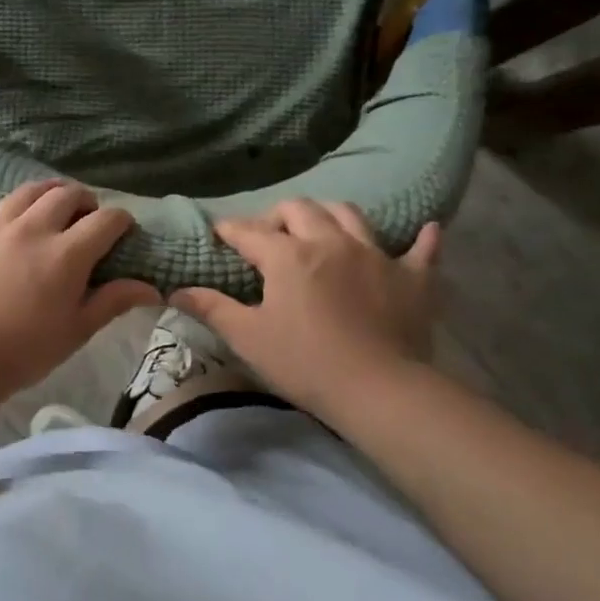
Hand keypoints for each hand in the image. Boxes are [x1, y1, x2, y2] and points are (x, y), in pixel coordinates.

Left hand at [0, 181, 160, 390]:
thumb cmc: (25, 349)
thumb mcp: (77, 330)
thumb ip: (113, 301)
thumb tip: (153, 289)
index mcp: (66, 252)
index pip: (105, 220)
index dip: (121, 221)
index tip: (125, 231)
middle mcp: (32, 229)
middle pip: (64, 195)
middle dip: (83, 199)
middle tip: (88, 215)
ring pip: (22, 193)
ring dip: (42, 191)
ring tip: (50, 200)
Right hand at [171, 202, 440, 414]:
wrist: (380, 391)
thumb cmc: (306, 363)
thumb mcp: (248, 338)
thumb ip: (211, 309)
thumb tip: (174, 291)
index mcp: (288, 255)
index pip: (249, 232)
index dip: (230, 230)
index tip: (219, 234)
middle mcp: (330, 241)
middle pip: (300, 209)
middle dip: (278, 216)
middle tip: (269, 237)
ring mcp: (375, 254)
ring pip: (349, 214)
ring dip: (329, 214)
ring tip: (321, 229)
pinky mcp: (412, 277)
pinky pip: (421, 249)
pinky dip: (421, 239)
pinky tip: (425, 230)